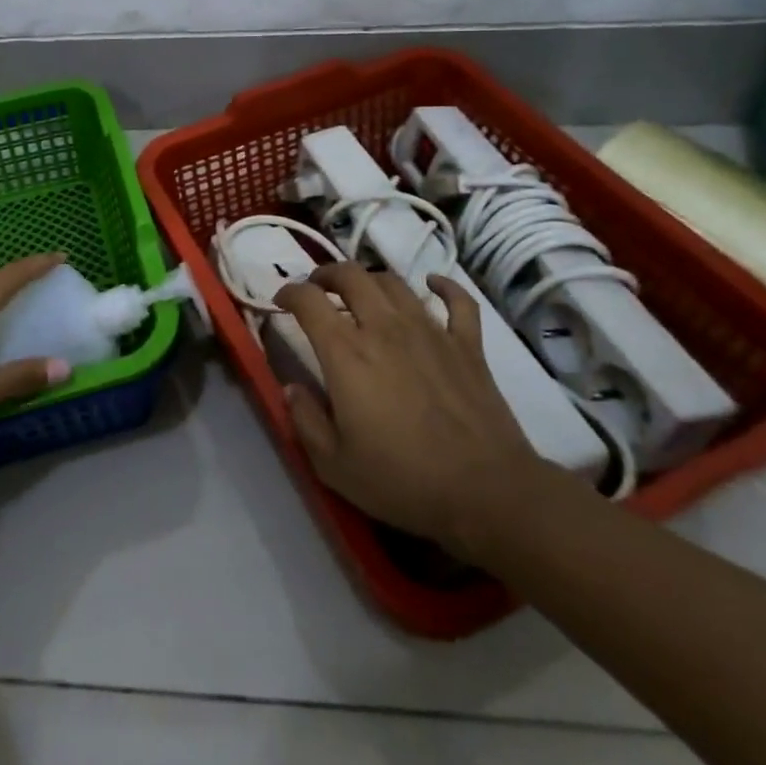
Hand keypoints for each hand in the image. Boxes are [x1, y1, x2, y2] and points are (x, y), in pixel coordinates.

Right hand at [273, 264, 548, 558]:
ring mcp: (430, 330)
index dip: (289, 293)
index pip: (309, 301)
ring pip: (395, 283)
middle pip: (352, 276)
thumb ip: (305, 421)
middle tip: (319, 287)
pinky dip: (444, 286)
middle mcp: (384, 328)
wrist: (484, 490)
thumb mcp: (333, 465)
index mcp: (346, 352)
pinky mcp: (467, 344)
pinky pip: (457, 300)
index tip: (281, 301)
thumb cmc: (402, 480)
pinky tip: (432, 285)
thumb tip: (291, 388)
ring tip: (362, 292)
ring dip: (371, 279)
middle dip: (327, 274)